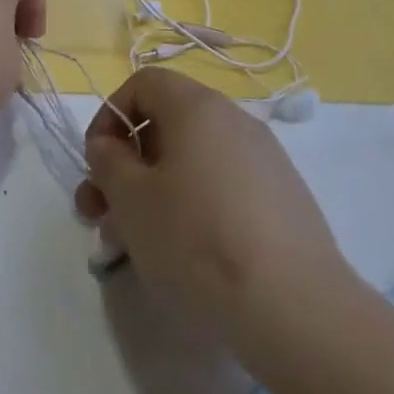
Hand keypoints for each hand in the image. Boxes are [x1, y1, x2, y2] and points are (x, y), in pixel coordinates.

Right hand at [73, 69, 347, 342]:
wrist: (298, 309)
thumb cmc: (199, 240)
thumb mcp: (133, 200)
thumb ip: (108, 161)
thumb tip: (108, 145)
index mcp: (197, 106)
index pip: (142, 84)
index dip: (109, 116)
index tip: (95, 163)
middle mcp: (233, 120)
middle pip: (166, 126)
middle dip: (125, 167)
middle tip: (99, 216)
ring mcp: (264, 159)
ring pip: (192, 162)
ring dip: (153, 192)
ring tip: (132, 246)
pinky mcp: (282, 198)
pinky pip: (222, 187)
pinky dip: (192, 207)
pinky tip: (183, 255)